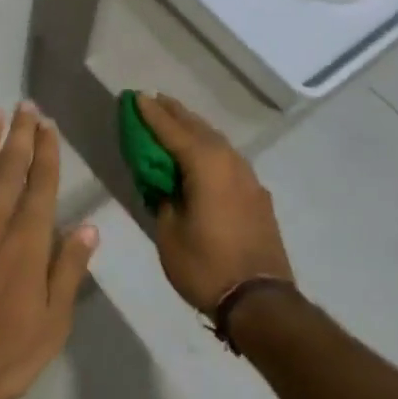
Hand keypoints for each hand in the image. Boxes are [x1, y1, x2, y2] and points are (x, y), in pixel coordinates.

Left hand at [0, 103, 98, 398]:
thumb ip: (69, 269)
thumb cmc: (5, 353)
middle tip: (25, 106)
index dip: (47, 151)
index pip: (41, 183)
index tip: (48, 125)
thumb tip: (89, 226)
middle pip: (9, 167)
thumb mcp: (54, 321)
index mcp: (27, 239)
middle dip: (20, 134)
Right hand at [136, 94, 293, 312]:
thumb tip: (165, 185)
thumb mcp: (170, 233)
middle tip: (155, 100)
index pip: (172, 130)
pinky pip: (228, 159)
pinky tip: (203, 155)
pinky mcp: (257, 195)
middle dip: (175, 113)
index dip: (151, 114)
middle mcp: (229, 161)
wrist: (260, 301)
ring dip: (194, 129)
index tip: (136, 96)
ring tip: (176, 120)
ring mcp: (248, 177)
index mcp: (205, 165)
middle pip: (197, 128)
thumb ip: (164, 199)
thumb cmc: (206, 266)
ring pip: (216, 141)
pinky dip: (210, 149)